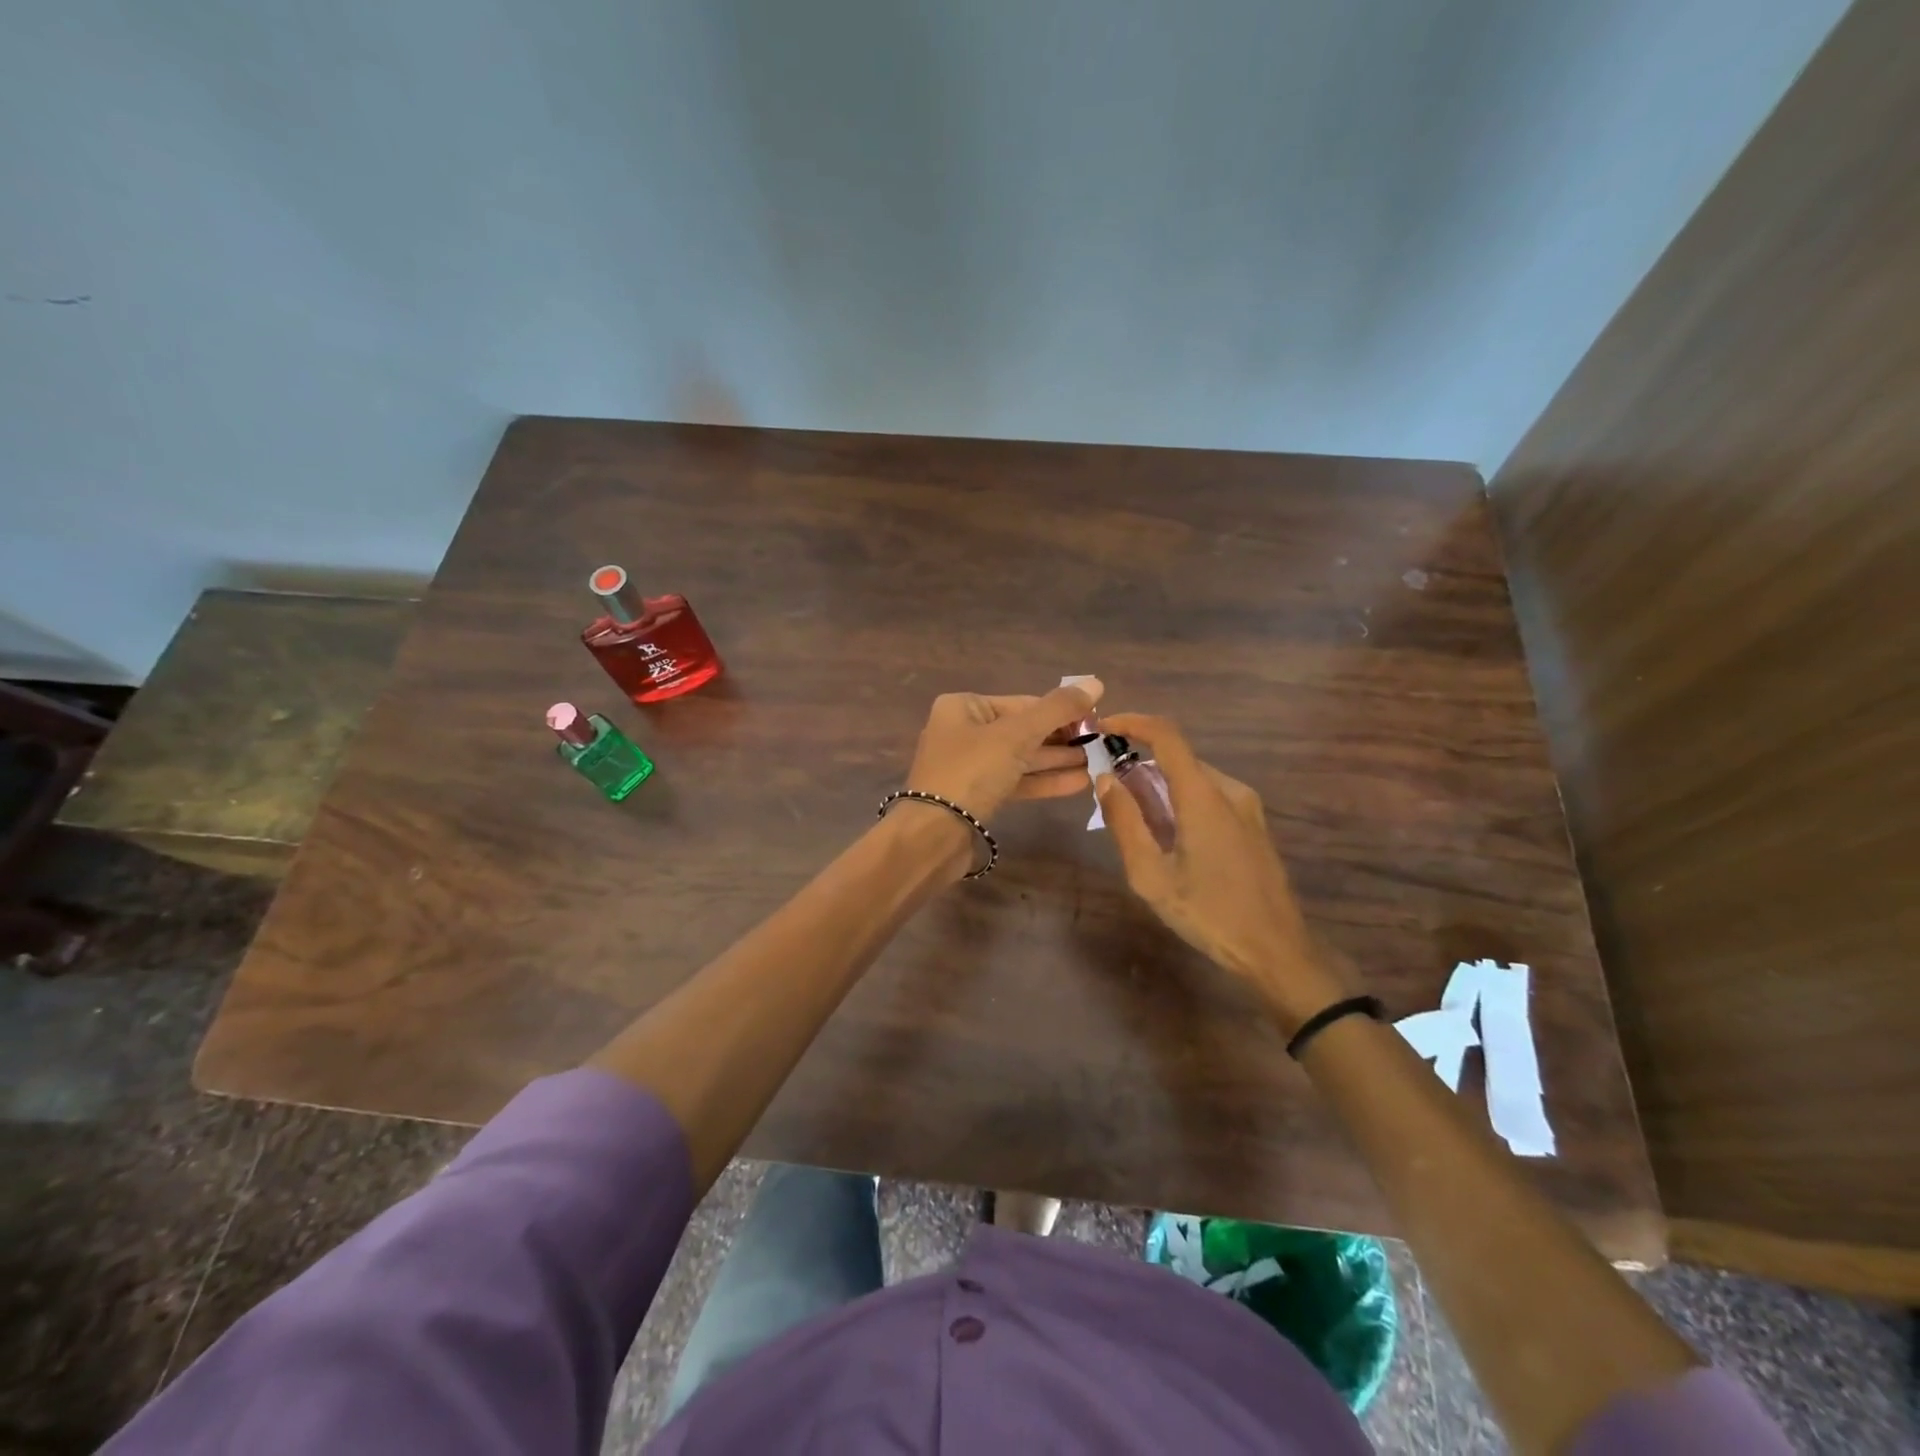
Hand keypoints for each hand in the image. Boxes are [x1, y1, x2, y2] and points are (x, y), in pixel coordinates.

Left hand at [904, 679, 1103, 819]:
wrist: (934, 834)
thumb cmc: (971, 771)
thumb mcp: (1017, 734)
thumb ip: (1057, 709)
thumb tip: (1096, 683)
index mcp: (963, 707)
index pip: (1023, 703)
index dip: (1061, 711)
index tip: (1097, 720)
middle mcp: (963, 732)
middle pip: (1022, 730)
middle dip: (1062, 738)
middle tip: (1101, 744)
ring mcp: (969, 766)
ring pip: (1021, 758)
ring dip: (1058, 760)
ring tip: (1097, 762)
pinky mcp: (977, 796)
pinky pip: (1016, 781)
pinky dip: (1044, 781)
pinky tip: (1079, 783)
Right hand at [1096, 712, 1347, 1030]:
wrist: (1277, 951)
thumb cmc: (1209, 914)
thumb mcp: (1151, 875)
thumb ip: (1125, 823)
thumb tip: (1105, 780)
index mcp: (1204, 796)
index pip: (1167, 735)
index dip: (1133, 722)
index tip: (1102, 728)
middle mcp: (1229, 790)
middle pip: (1178, 758)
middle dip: (1139, 765)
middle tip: (1109, 793)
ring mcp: (1248, 808)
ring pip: (1194, 779)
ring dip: (1160, 787)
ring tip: (1135, 823)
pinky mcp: (1254, 826)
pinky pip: (1210, 797)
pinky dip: (1181, 802)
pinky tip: (1168, 838)